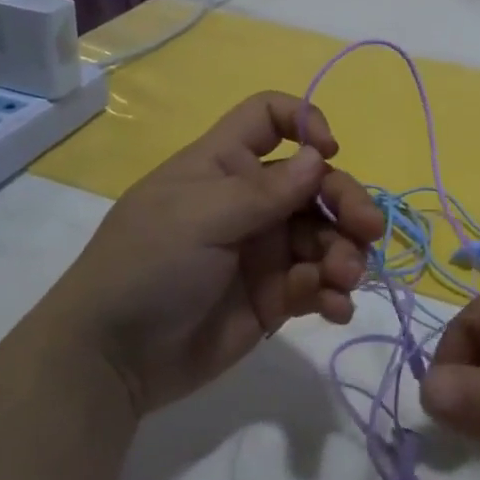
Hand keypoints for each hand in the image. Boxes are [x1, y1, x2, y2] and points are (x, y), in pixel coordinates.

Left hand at [52, 92, 385, 414]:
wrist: (111, 360)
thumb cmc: (147, 267)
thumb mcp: (200, 218)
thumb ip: (265, 191)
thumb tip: (320, 156)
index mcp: (226, 166)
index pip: (268, 119)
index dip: (304, 121)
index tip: (328, 151)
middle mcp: (251, 202)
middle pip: (316, 183)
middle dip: (346, 201)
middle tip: (367, 231)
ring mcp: (265, 250)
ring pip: (325, 236)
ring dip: (345, 253)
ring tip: (344, 280)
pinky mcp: (275, 297)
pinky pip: (318, 284)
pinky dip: (334, 294)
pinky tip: (336, 309)